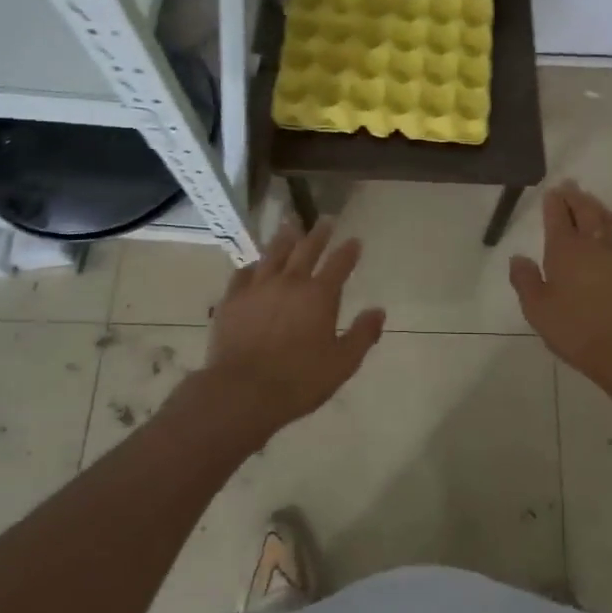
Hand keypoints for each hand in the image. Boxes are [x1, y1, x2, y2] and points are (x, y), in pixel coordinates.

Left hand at [205, 217, 385, 432]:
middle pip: (306, 249)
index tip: (355, 240)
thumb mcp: (342, 364)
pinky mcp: (232, 299)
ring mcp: (258, 287)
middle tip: (325, 220)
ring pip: (273, 253)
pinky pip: (243, 274)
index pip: (339, 264)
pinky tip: (254, 265)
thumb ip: (362, 335)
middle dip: (319, 234)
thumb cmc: (298, 381)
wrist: (242, 391)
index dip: (349, 251)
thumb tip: (379, 311)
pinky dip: (252, 266)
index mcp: (319, 295)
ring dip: (285, 238)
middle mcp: (290, 282)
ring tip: (290, 226)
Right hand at [509, 182, 611, 396]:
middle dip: (576, 196)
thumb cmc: (578, 332)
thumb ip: (525, 281)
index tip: (552, 191)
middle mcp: (595, 244)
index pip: (558, 216)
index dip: (554, 202)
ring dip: (597, 208)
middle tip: (570, 186)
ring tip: (591, 202)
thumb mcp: (538, 312)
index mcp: (566, 250)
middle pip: (586, 210)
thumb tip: (518, 257)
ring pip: (609, 221)